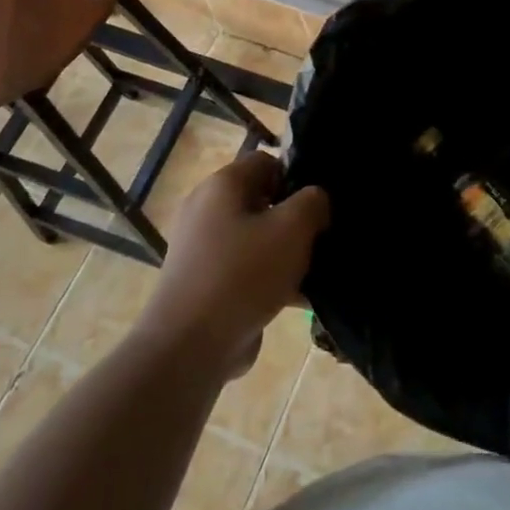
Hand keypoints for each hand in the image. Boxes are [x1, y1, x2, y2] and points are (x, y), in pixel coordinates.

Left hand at [144, 152, 329, 373]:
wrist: (189, 348)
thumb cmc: (243, 273)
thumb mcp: (293, 227)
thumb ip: (313, 201)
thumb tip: (315, 200)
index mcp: (222, 185)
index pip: (267, 162)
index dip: (296, 177)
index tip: (319, 205)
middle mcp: (206, 210)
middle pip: (262, 201)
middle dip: (294, 219)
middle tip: (321, 238)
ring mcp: (202, 250)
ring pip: (256, 239)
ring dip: (286, 253)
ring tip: (315, 272)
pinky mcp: (204, 285)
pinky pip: (245, 271)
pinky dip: (269, 280)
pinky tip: (298, 300)